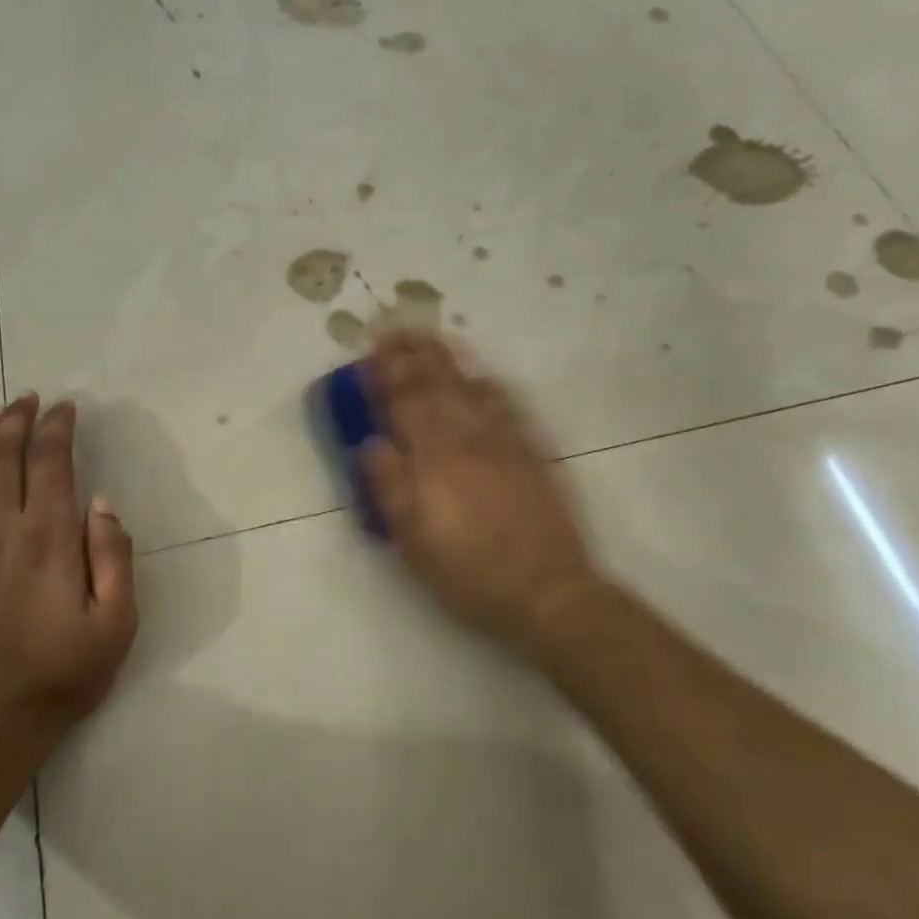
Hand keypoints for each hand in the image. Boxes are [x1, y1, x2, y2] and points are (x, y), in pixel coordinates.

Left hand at [0, 393, 136, 762]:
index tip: (66, 407)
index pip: (51, 462)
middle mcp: (0, 531)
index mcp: (48, 538)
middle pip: (3, 458)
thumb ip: (114, 556)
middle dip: (17, 420)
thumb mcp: (116, 621)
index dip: (58, 428)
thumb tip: (102, 503)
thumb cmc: (63, 674)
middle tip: (28, 397)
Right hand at [361, 331, 602, 659]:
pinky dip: (490, 386)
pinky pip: (507, 407)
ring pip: (469, 388)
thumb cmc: (469, 573)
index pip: (403, 405)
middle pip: (434, 387)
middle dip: (412, 355)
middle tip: (396, 327)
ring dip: (446, 360)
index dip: (384, 375)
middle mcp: (465, 440)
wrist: (547, 592)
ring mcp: (502, 443)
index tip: (370, 350)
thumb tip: (371, 443)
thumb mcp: (414, 541)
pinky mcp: (531, 453)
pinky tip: (483, 375)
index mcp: (432, 461)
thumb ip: (390, 488)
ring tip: (431, 336)